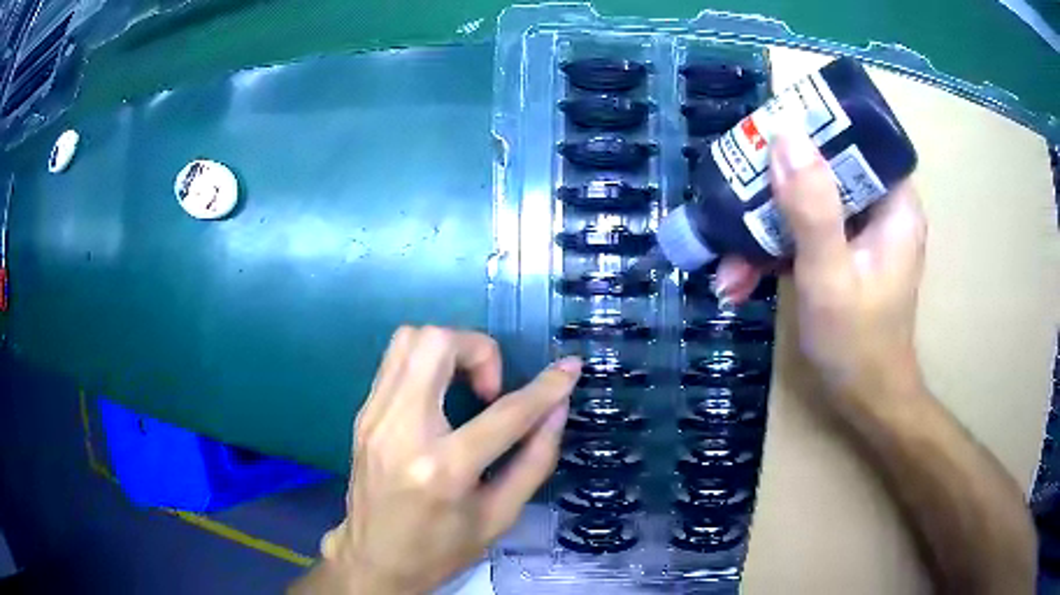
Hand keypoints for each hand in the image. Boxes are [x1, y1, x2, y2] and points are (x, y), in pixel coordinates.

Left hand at [317, 327, 580, 593]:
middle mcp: (402, 431)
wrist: (373, 560)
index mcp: (444, 470)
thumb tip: (557, 409)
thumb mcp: (499, 518)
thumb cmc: (440, 549)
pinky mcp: (363, 415)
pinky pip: (395, 361)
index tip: (569, 369)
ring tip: (467, 387)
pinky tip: (440, 398)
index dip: (546, 387)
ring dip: (449, 349)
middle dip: (479, 349)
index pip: (505, 413)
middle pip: (436, 344)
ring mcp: (374, 418)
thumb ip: (535, 460)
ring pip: (409, 339)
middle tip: (492, 389)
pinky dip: (426, 363)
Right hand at [717, 131, 927, 403]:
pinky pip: (804, 235)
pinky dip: (773, 253)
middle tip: (733, 203)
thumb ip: (811, 209)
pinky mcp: (841, 254)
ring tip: (727, 267)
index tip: (768, 135)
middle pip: (824, 171)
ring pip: (807, 205)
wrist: (865, 402)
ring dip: (764, 231)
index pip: (857, 139)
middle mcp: (879, 209)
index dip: (814, 129)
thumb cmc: (857, 345)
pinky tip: (740, 281)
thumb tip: (785, 136)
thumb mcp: (830, 277)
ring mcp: (859, 233)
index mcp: (894, 204)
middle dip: (774, 191)